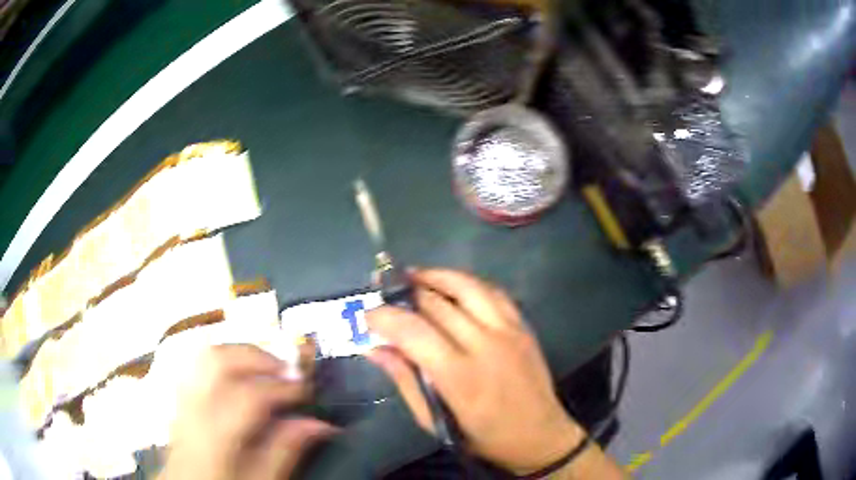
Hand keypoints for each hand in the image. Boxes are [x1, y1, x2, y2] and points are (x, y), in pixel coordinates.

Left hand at [160, 344, 336, 479]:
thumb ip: (285, 452)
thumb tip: (317, 424)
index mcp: (213, 438)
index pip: (248, 396)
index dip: (282, 386)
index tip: (305, 388)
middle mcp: (190, 412)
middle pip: (217, 361)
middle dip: (257, 357)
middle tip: (287, 368)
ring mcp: (179, 402)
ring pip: (202, 357)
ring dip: (238, 354)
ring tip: (264, 367)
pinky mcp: (177, 401)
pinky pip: (195, 365)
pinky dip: (221, 361)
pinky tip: (238, 375)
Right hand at [365, 269, 582, 473]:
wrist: (540, 434)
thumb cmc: (484, 436)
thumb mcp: (436, 420)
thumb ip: (405, 380)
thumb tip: (375, 349)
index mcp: (460, 377)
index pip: (414, 332)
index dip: (385, 317)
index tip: (367, 316)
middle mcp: (486, 346)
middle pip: (437, 304)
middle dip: (405, 295)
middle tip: (386, 296)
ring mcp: (508, 331)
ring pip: (467, 287)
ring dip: (436, 277)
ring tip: (413, 276)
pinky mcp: (522, 326)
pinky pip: (492, 292)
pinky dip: (467, 284)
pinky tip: (452, 285)